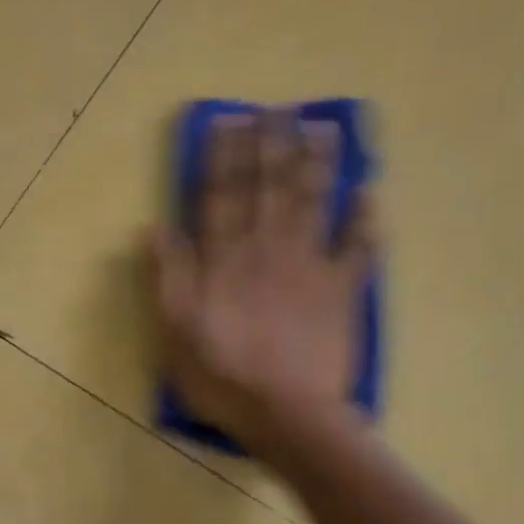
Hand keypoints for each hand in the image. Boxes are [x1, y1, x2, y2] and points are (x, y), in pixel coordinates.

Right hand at [147, 110, 374, 458]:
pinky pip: (358, 248)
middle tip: (278, 108)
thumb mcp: (175, 332)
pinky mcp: (343, 291)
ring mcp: (311, 267)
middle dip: (272, 144)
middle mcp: (268, 249)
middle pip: (270, 186)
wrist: (287, 414)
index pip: (221, 194)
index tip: (229, 119)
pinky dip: (366, 219)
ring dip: (318, 163)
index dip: (224, 155)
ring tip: (323, 126)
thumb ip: (167, 276)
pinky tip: (370, 191)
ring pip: (314, 203)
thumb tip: (153, 226)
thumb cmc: (222, 377)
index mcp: (225, 259)